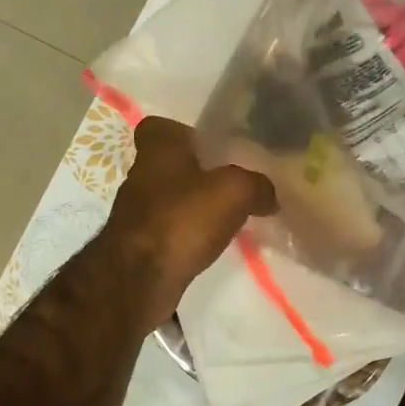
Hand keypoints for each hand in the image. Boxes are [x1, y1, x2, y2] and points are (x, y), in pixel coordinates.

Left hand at [104, 117, 275, 329]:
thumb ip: (257, 185)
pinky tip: (208, 247)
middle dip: (196, 174)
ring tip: (226, 220)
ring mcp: (134, 212)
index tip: (210, 147)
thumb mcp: (235, 191)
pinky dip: (186, 236)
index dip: (184, 133)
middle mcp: (140, 175)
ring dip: (192, 207)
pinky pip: (167, 231)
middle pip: (169, 165)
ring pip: (168, 199)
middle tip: (230, 186)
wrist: (139, 279)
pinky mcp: (137, 245)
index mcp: (157, 150)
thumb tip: (269, 194)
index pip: (160, 126)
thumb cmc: (183, 219)